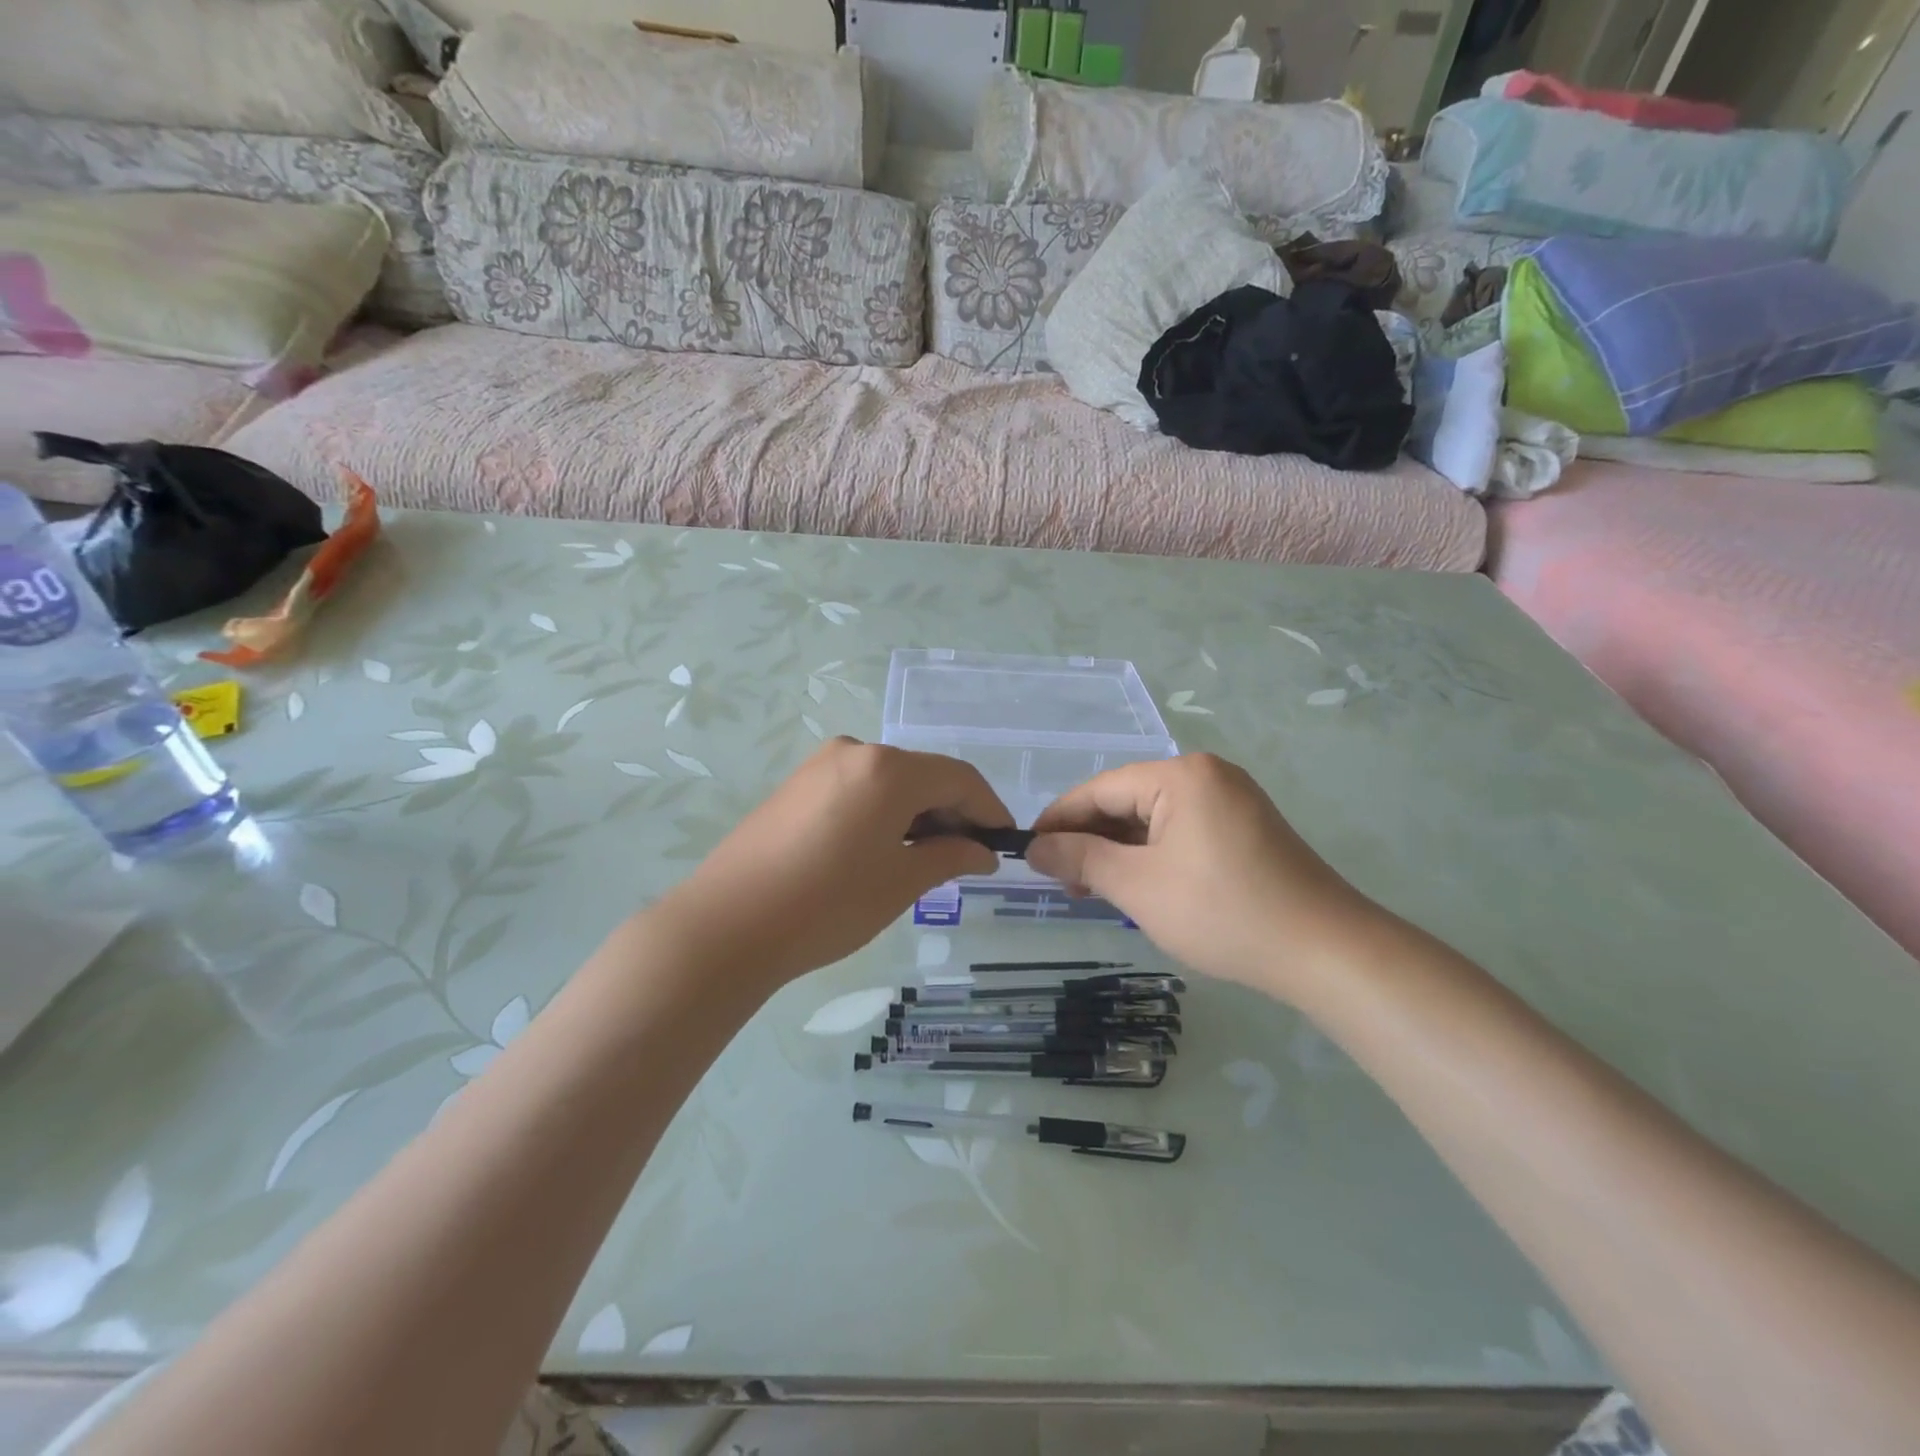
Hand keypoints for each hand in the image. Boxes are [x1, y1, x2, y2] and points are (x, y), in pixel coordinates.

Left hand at [652, 739, 1009, 988]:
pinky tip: (881, 850)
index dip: (988, 809)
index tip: (1002, 843)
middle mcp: (856, 752)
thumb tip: (983, 851)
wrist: (727, 925)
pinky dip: (883, 812)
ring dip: (917, 814)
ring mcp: (821, 765)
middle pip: (923, 775)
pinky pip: (858, 788)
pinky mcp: (797, 784)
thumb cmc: (827, 905)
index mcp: (888, 769)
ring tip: (924, 860)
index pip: (959, 778)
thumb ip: (950, 856)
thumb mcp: (900, 882)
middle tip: (965, 859)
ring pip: (890, 782)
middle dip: (952, 813)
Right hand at [1027, 754, 1384, 1001]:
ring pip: (1154, 819)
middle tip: (1060, 881)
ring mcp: (1231, 800)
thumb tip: (1034, 848)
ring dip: (1119, 851)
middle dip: (1090, 840)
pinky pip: (1181, 832)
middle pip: (1128, 801)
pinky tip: (1134, 884)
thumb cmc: (1222, 912)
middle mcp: (1207, 775)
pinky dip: (1152, 856)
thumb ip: (1081, 860)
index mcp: (1181, 775)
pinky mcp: (1245, 828)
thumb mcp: (1138, 886)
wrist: (1325, 951)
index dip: (1059, 820)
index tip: (1028, 851)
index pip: (1101, 789)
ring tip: (1090, 889)